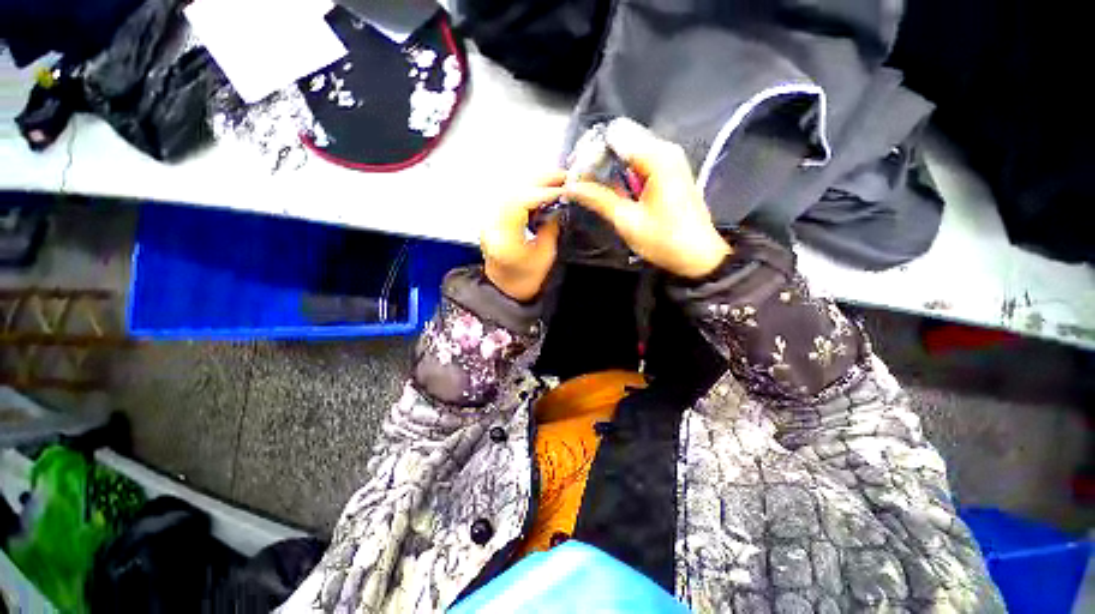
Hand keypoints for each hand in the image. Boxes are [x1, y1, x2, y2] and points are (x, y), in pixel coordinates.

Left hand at [481, 173, 564, 300]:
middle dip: (540, 180)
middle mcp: (492, 224)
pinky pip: (510, 197)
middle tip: (563, 176)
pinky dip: (527, 191)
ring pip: (511, 190)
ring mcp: (490, 220)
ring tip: (555, 181)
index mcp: (503, 236)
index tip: (565, 189)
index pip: (522, 201)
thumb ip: (551, 228)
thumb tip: (559, 207)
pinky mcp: (494, 220)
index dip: (545, 192)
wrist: (505, 291)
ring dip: (534, 183)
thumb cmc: (525, 280)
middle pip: (514, 190)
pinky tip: (541, 192)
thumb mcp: (544, 256)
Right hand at [563, 119, 730, 277]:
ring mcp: (669, 160)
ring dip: (608, 166)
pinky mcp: (669, 172)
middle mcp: (665, 150)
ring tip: (590, 186)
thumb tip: (571, 187)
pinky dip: (621, 172)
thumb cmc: (665, 241)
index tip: (576, 174)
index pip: (614, 136)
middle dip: (598, 158)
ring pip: (629, 150)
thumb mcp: (627, 221)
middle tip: (580, 181)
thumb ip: (598, 199)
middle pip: (622, 139)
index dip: (591, 152)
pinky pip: (639, 162)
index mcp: (657, 158)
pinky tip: (610, 189)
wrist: (699, 256)